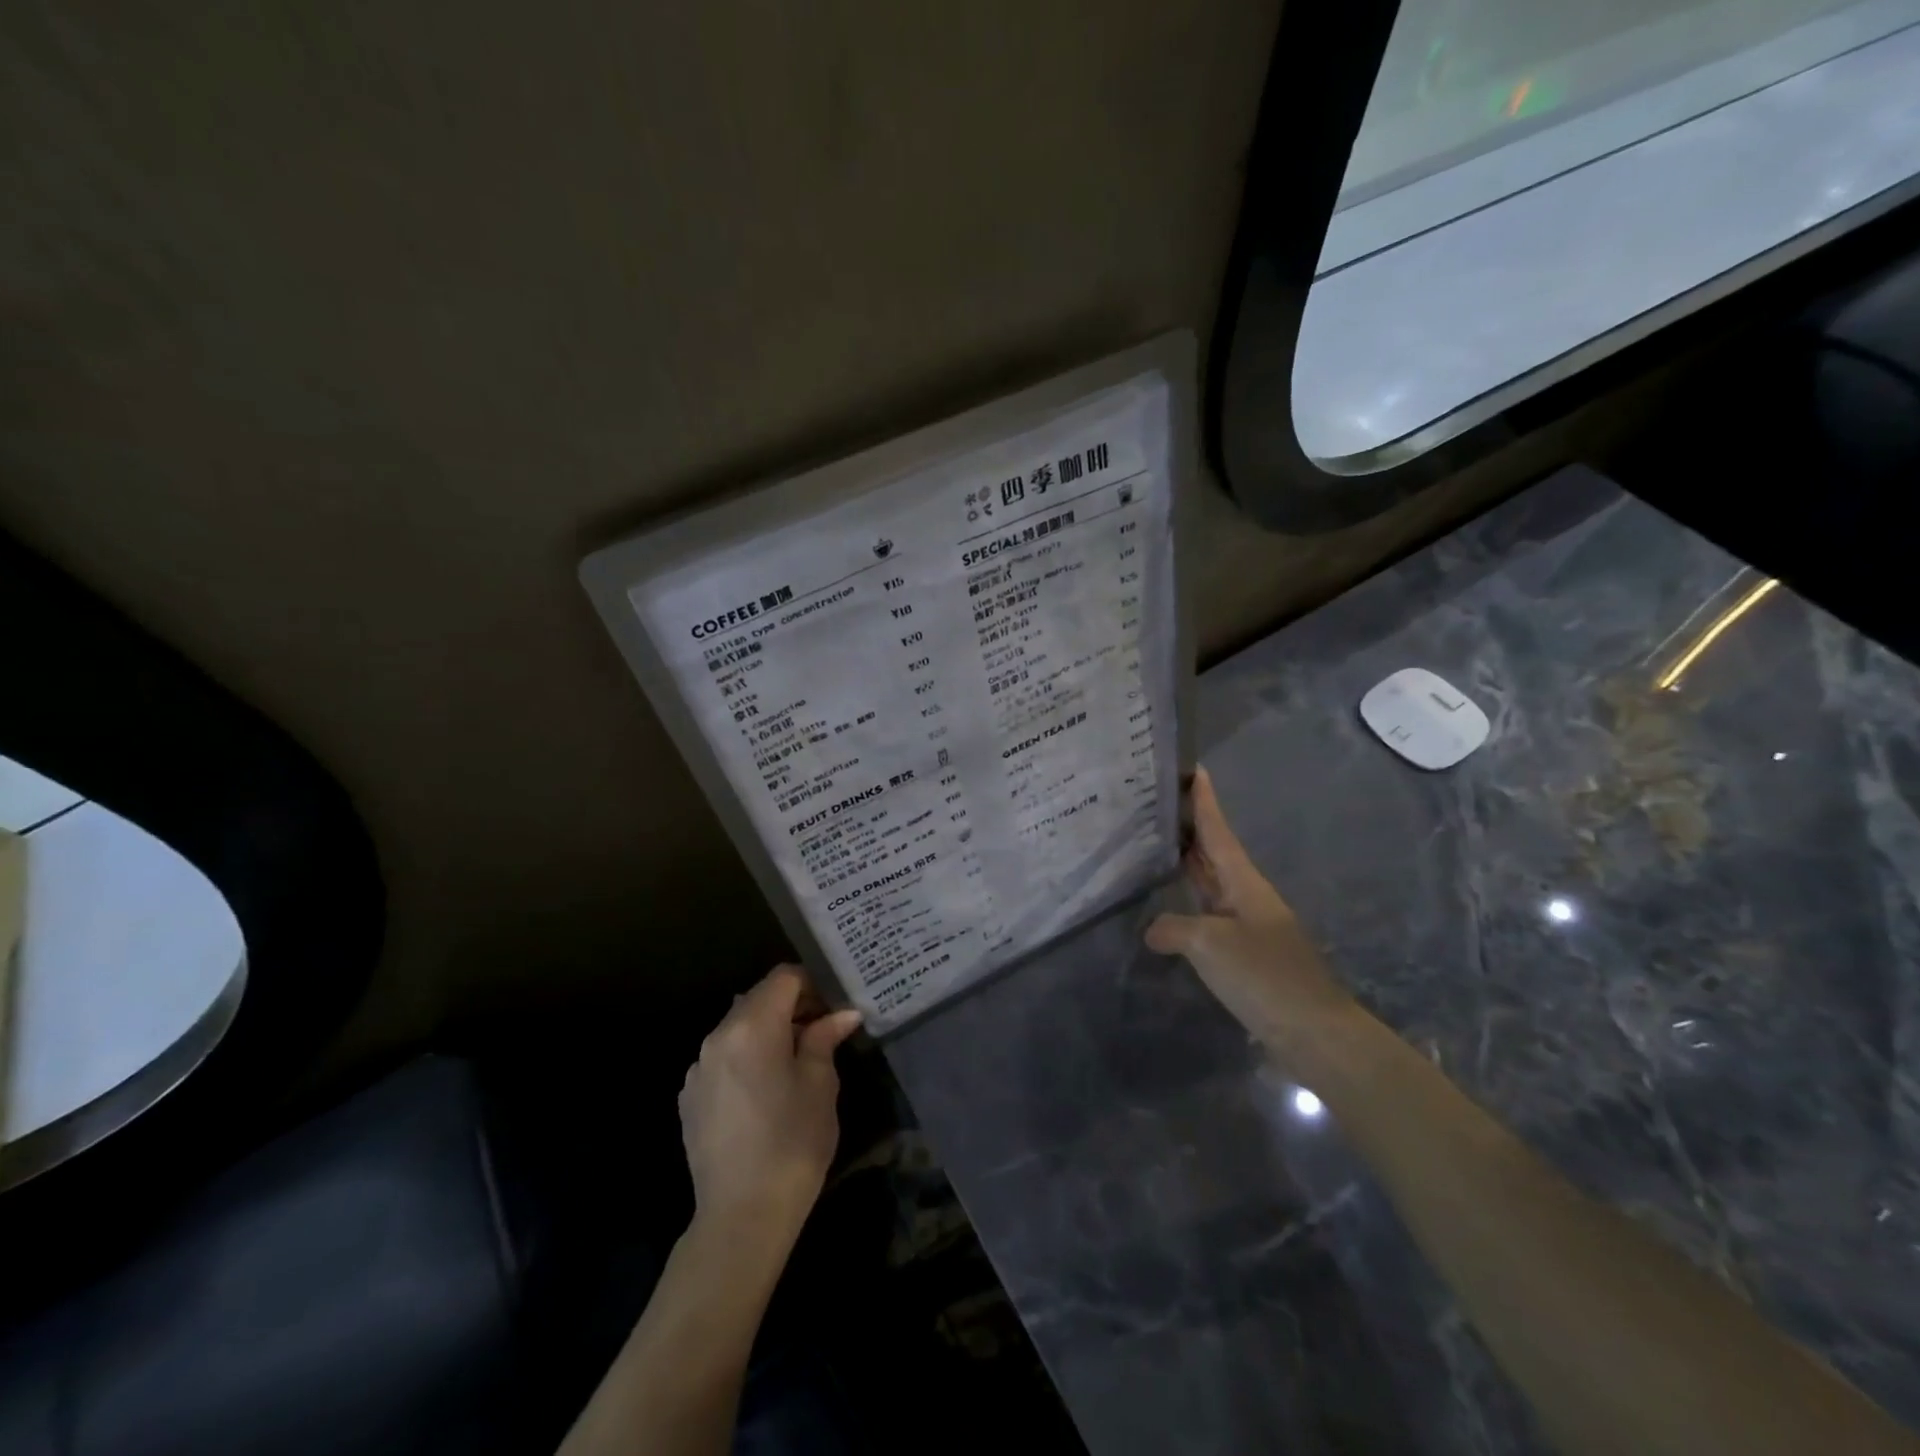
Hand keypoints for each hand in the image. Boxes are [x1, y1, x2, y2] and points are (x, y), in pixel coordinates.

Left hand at [678, 966, 861, 1252]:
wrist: (741, 1217)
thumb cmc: (792, 1143)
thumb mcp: (820, 1084)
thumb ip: (825, 1038)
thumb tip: (841, 1014)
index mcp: (751, 1026)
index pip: (783, 977)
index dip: (813, 982)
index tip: (836, 1004)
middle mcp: (717, 1037)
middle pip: (758, 999)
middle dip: (793, 1006)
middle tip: (825, 1029)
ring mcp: (698, 1068)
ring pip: (739, 1028)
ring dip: (769, 1031)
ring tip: (798, 1060)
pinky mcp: (690, 1098)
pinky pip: (724, 1058)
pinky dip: (748, 1057)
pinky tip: (767, 1090)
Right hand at [1146, 767, 1356, 1053]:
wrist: (1314, 1033)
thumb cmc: (1265, 977)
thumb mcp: (1211, 945)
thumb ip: (1175, 929)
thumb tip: (1153, 930)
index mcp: (1245, 883)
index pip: (1219, 832)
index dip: (1205, 802)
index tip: (1194, 769)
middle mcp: (1247, 897)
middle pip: (1214, 853)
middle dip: (1190, 828)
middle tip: (1157, 805)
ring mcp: (1248, 926)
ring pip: (1212, 884)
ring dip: (1188, 864)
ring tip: (1156, 846)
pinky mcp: (1246, 954)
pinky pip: (1210, 916)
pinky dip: (1188, 904)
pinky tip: (1171, 910)